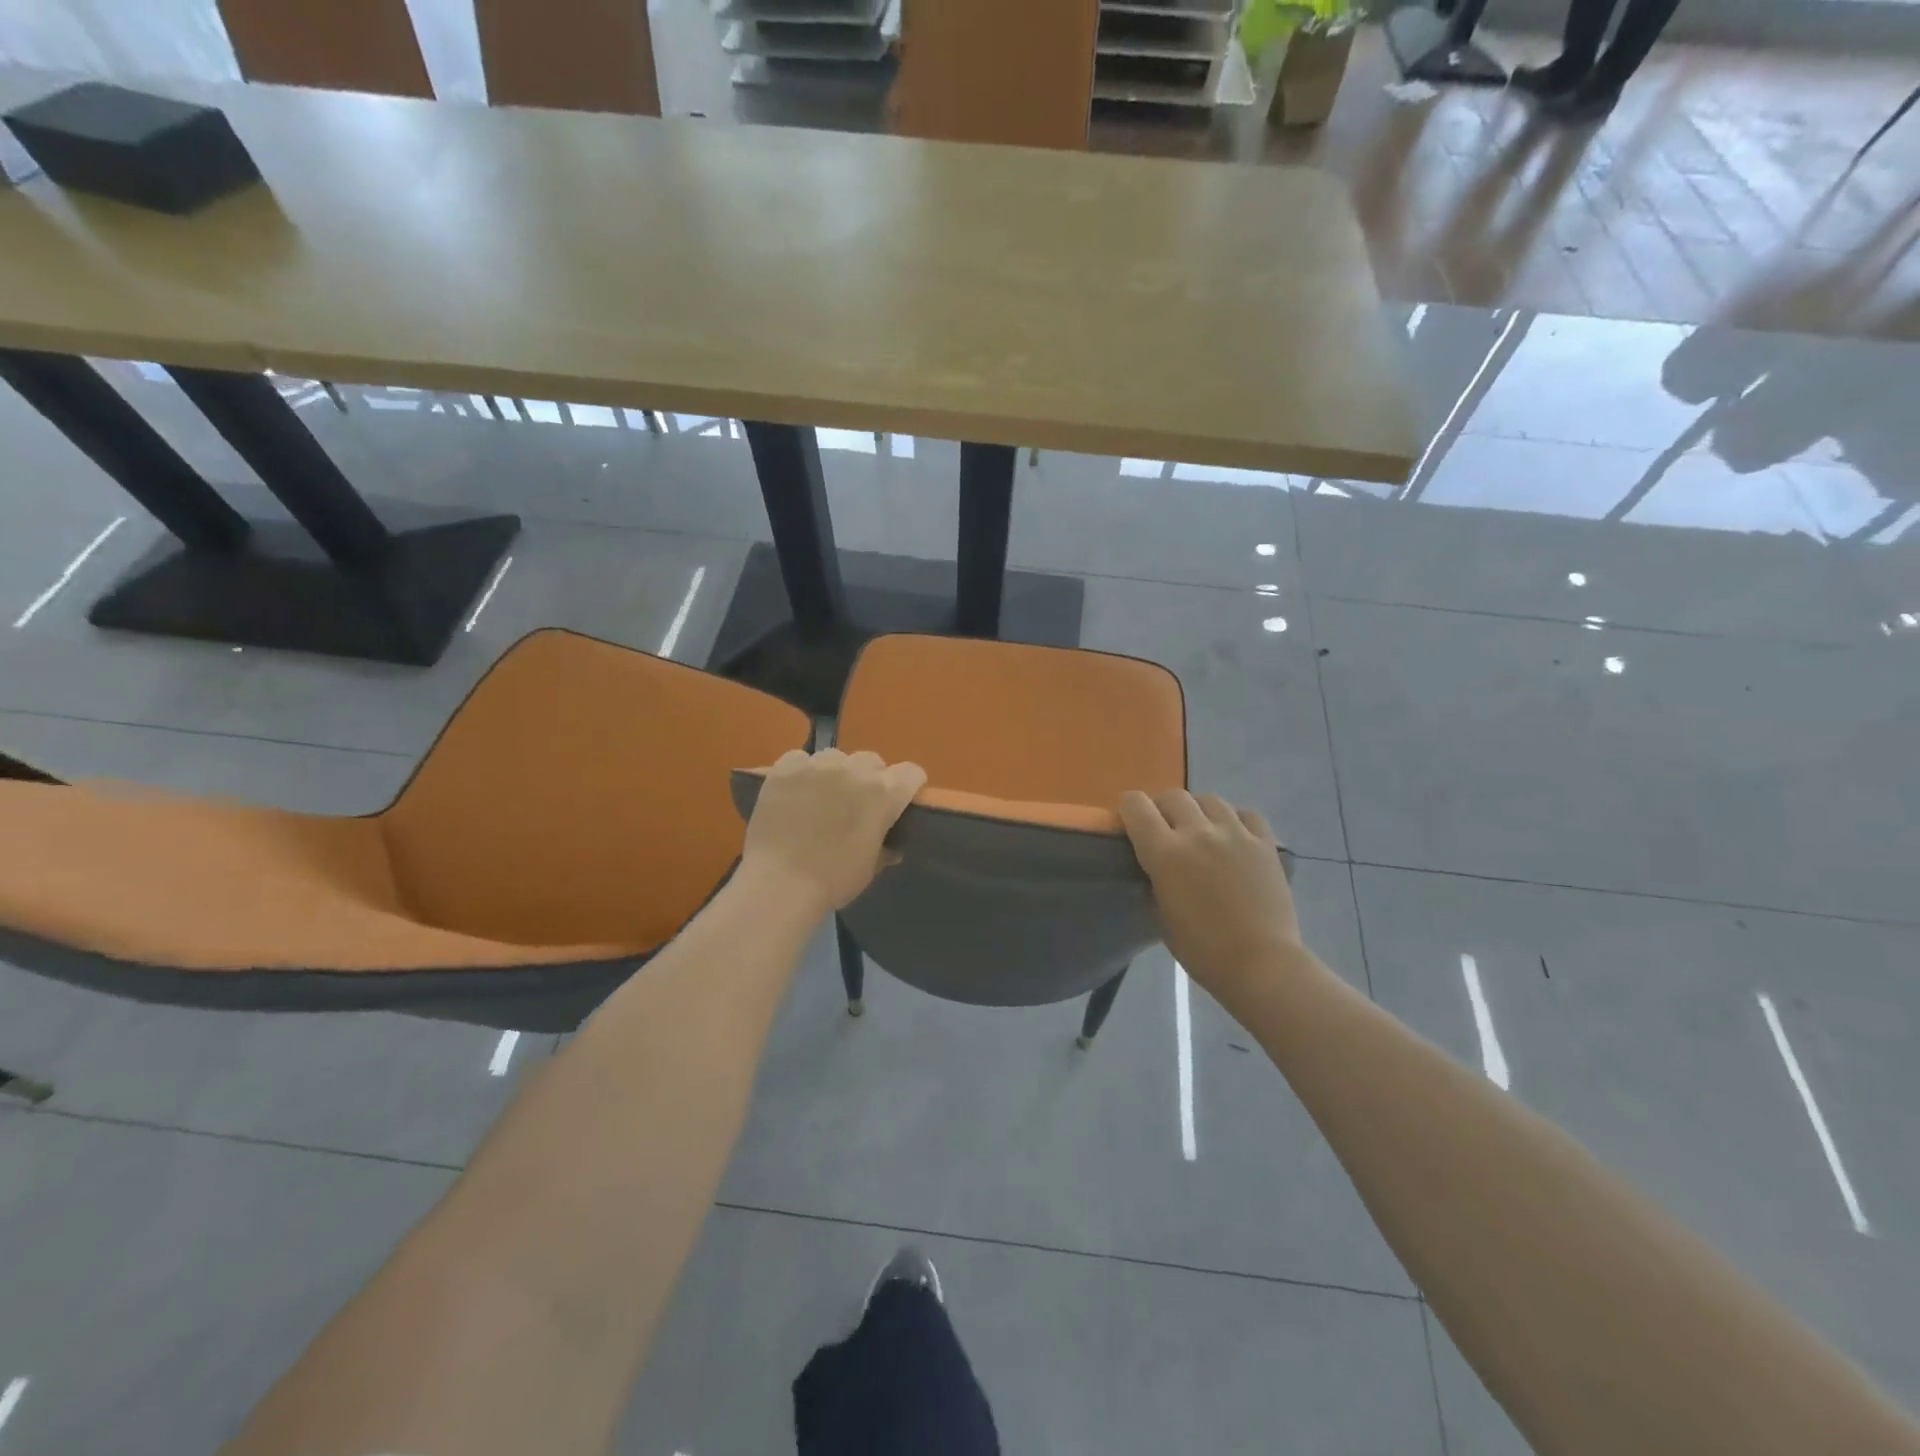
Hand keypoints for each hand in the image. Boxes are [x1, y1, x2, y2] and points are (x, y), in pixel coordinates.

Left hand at [740, 748, 926, 916]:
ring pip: (835, 757)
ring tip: (821, 797)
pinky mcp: (785, 768)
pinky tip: (794, 794)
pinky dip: (801, 772)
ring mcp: (817, 765)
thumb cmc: (833, 880)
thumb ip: (885, 848)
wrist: (779, 884)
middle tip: (855, 803)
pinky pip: (800, 759)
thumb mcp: (870, 868)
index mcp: (883, 794)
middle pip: (872, 761)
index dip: (908, 786)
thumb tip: (892, 846)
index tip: (899, 801)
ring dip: (835, 773)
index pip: (911, 773)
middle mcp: (854, 770)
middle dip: (869, 779)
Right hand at [1119, 790, 1302, 997]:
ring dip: (1198, 810)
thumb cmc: (1202, 949)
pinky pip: (1246, 814)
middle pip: (1173, 796)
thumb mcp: (1160, 914)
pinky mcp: (1265, 842)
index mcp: (1165, 852)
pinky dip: (1235, 819)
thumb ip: (1154, 879)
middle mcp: (1198, 832)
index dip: (1128, 809)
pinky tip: (1234, 835)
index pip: (1135, 805)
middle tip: (1165, 829)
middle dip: (1162, 808)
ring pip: (1209, 799)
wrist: (1261, 964)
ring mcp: (1235, 833)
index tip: (1130, 823)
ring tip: (1201, 830)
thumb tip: (1154, 865)